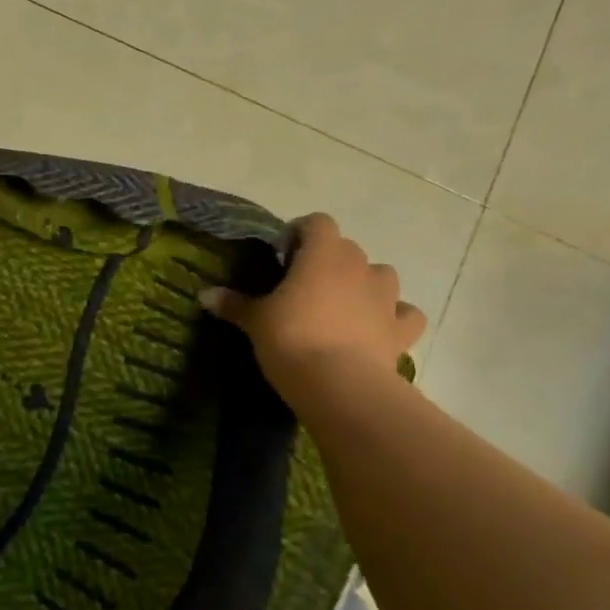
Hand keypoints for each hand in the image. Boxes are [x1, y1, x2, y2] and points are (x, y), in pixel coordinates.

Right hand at [200, 214, 424, 391]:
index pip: (317, 222)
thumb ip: (234, 304)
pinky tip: (378, 330)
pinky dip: (394, 318)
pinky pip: (405, 315)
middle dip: (329, 261)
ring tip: (343, 306)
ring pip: (382, 275)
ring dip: (365, 284)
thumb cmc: (292, 339)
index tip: (283, 256)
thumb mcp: (255, 321)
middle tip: (305, 287)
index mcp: (323, 253)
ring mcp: (386, 297)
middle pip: (347, 248)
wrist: (340, 387)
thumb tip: (204, 295)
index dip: (300, 233)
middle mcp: (359, 265)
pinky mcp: (401, 330)